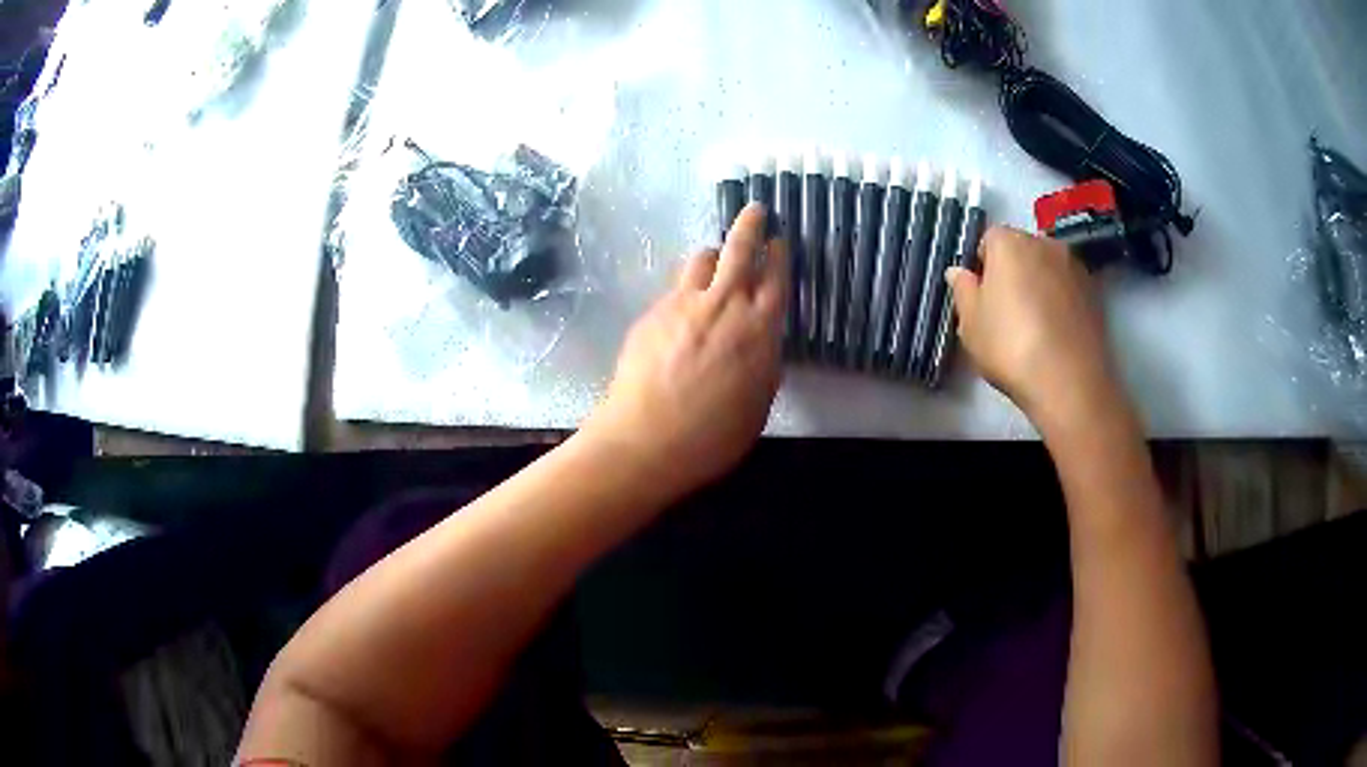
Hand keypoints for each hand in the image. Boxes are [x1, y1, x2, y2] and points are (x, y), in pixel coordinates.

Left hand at [583, 204, 787, 494]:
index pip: (775, 278)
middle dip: (750, 224)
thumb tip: (763, 344)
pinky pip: (675, 286)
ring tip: (715, 261)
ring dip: (713, 254)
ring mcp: (683, 304)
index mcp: (758, 330)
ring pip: (701, 259)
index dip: (779, 254)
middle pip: (739, 249)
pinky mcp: (652, 312)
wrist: (645, 441)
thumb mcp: (758, 406)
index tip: (780, 240)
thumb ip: (765, 366)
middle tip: (755, 210)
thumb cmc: (712, 437)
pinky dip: (687, 286)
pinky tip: (684, 306)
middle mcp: (723, 305)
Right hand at [946, 226, 1119, 432]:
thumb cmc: (1010, 347)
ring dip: (1039, 286)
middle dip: (1013, 272)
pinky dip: (1060, 302)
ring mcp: (1073, 266)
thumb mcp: (970, 324)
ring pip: (1047, 269)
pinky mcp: (1094, 292)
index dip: (982, 267)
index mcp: (1008, 242)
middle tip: (1005, 313)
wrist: (1069, 382)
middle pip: (1020, 250)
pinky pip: (1067, 289)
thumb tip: (959, 272)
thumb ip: (963, 291)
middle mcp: (1043, 243)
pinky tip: (1056, 334)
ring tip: (1035, 327)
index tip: (981, 297)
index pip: (988, 240)